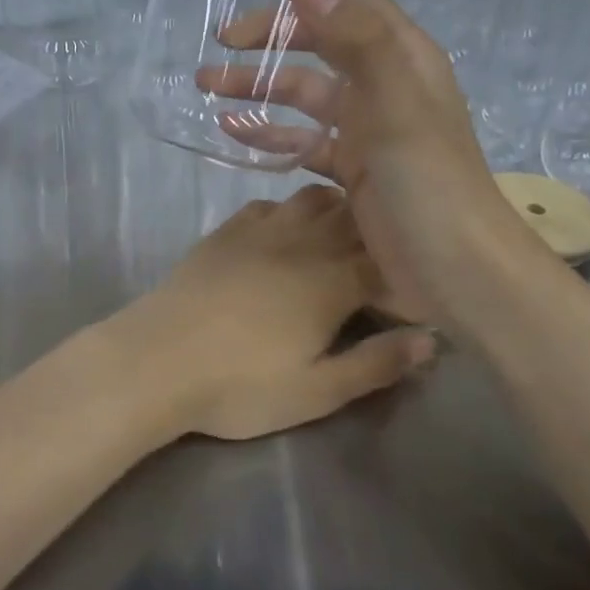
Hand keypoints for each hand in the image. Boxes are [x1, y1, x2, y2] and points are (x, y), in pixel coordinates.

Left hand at [106, 185, 435, 441]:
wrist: (157, 360)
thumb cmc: (240, 385)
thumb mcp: (316, 391)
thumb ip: (376, 363)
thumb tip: (432, 340)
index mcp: (332, 281)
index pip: (385, 260)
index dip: (403, 271)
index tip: (407, 288)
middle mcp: (303, 243)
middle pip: (353, 218)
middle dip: (375, 232)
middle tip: (379, 259)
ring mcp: (260, 230)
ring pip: (312, 198)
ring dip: (334, 211)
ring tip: (338, 239)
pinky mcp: (225, 231)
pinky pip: (268, 204)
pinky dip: (288, 211)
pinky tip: (283, 234)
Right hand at [197, 0, 537, 327]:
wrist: (457, 273)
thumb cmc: (429, 183)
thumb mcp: (396, 103)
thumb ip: (356, 38)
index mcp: (402, 58)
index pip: (354, 2)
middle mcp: (385, 86)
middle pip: (320, 45)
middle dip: (271, 37)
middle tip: (221, 40)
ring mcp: (367, 131)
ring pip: (304, 94)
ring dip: (258, 86)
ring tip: (207, 86)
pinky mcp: (352, 171)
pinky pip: (302, 140)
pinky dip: (270, 133)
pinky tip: (233, 133)